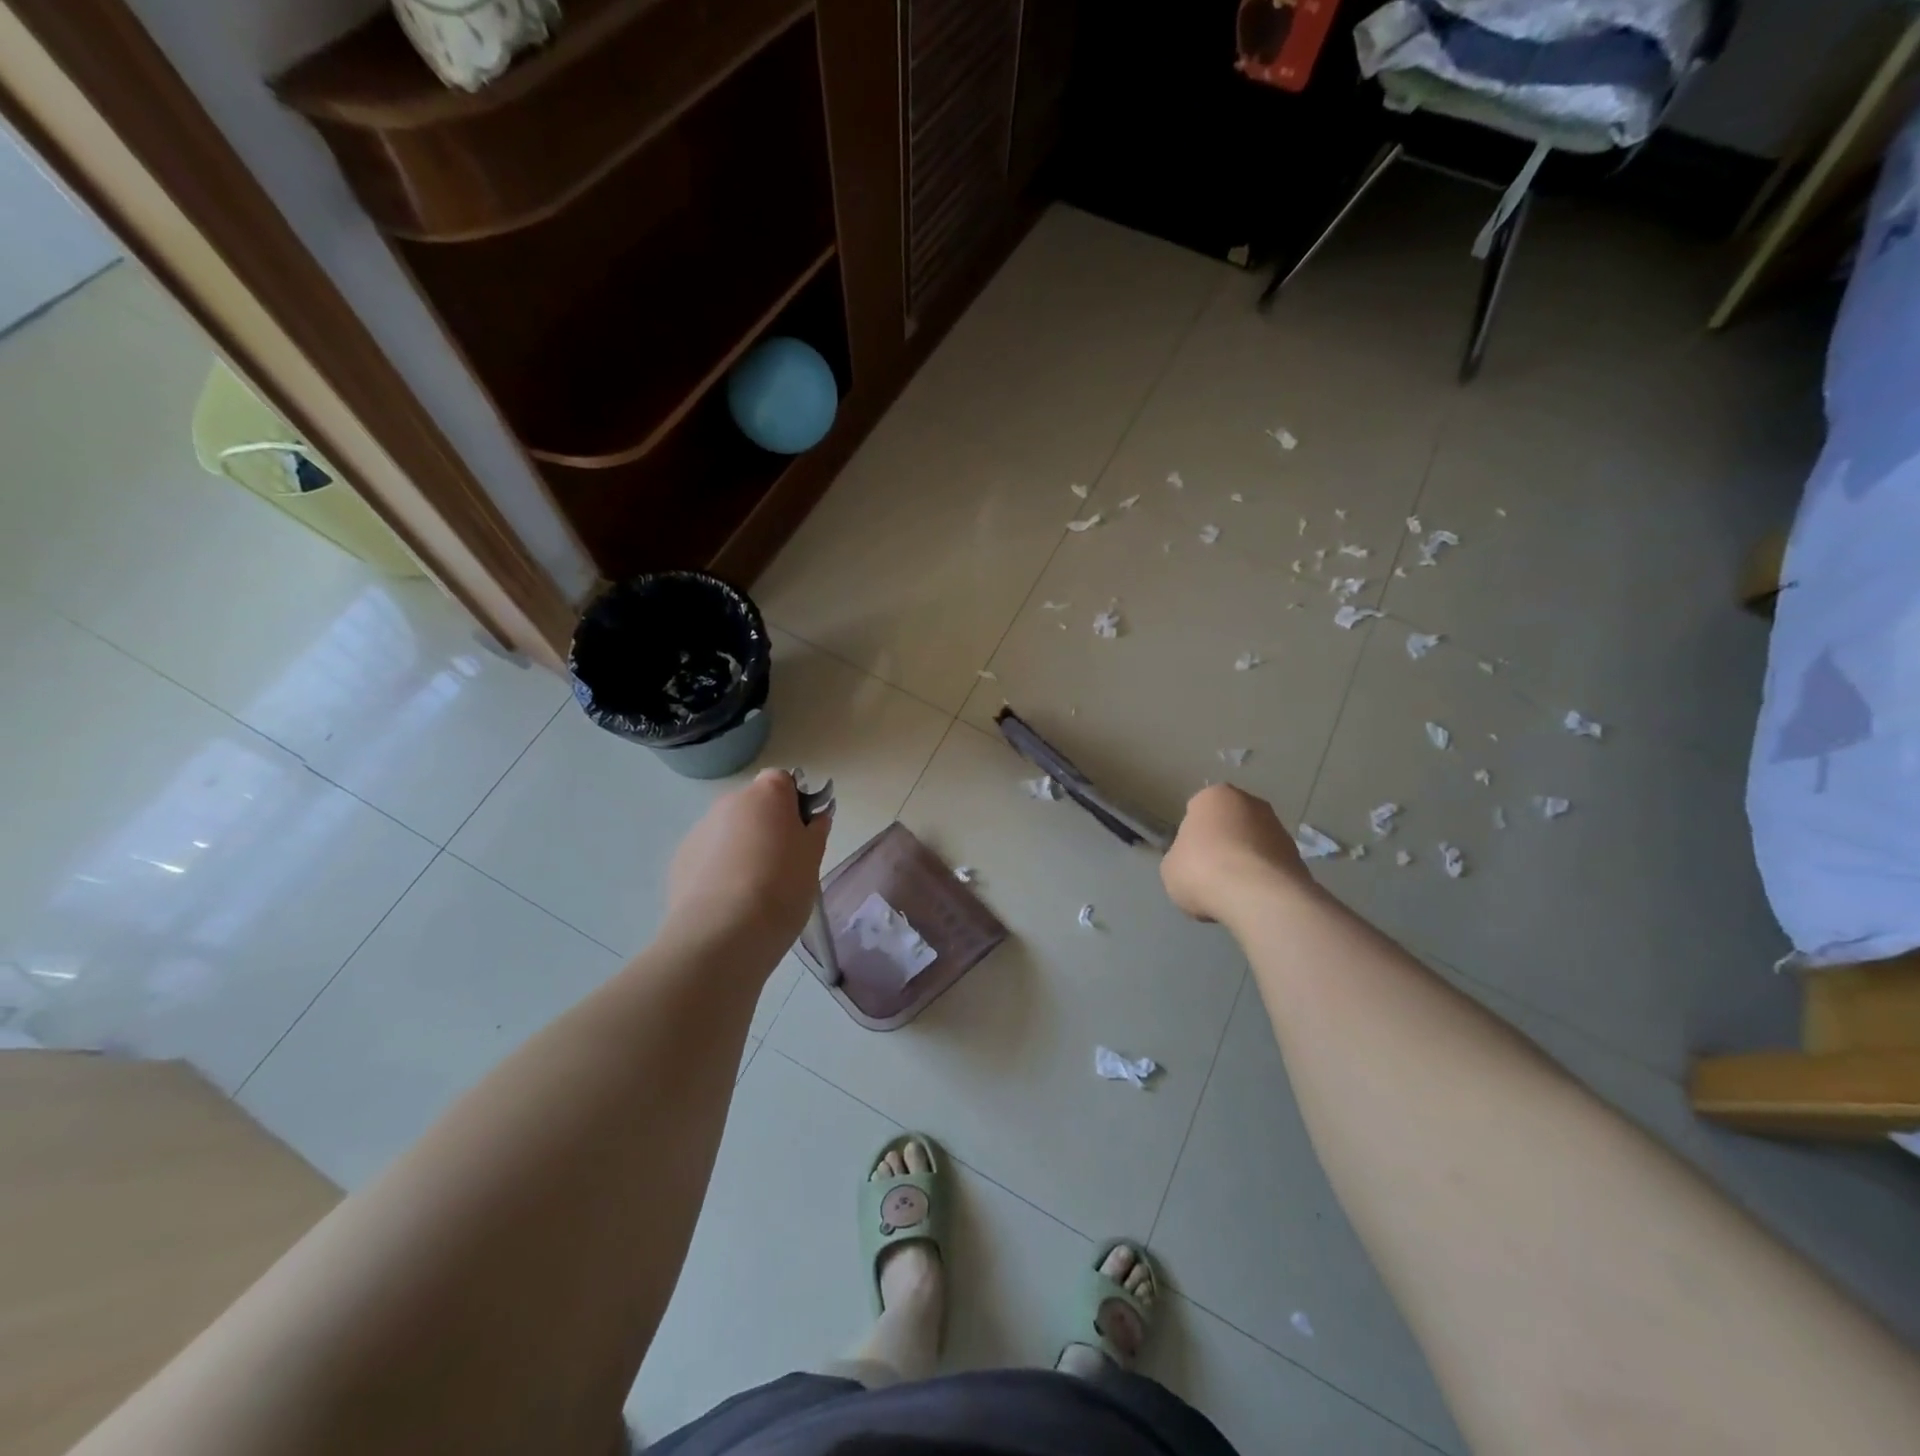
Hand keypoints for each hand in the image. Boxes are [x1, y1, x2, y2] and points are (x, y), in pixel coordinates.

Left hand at [665, 769, 831, 957]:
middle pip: (753, 806)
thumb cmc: (781, 886)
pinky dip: (719, 870)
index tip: (802, 834)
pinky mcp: (680, 860)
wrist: (723, 933)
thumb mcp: (813, 858)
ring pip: (729, 832)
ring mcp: (699, 830)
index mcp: (766, 794)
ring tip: (754, 890)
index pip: (782, 781)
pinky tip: (729, 902)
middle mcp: (729, 802)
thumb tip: (814, 818)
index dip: (794, 804)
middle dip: (766, 827)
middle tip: (783, 864)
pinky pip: (708, 857)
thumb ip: (815, 830)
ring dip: (741, 849)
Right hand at [1160, 784, 1313, 923]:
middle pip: (1230, 824)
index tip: (1190, 858)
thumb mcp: (1170, 868)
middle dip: (1223, 844)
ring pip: (1254, 844)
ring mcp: (1279, 828)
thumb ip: (1180, 858)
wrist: (1257, 896)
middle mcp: (1250, 803)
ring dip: (1245, 862)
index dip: (1192, 836)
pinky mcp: (1298, 856)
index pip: (1197, 810)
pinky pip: (1271, 866)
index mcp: (1214, 796)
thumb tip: (1192, 864)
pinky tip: (1253, 899)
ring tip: (1233, 893)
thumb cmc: (1202, 870)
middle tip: (1210, 873)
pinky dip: (1263, 879)